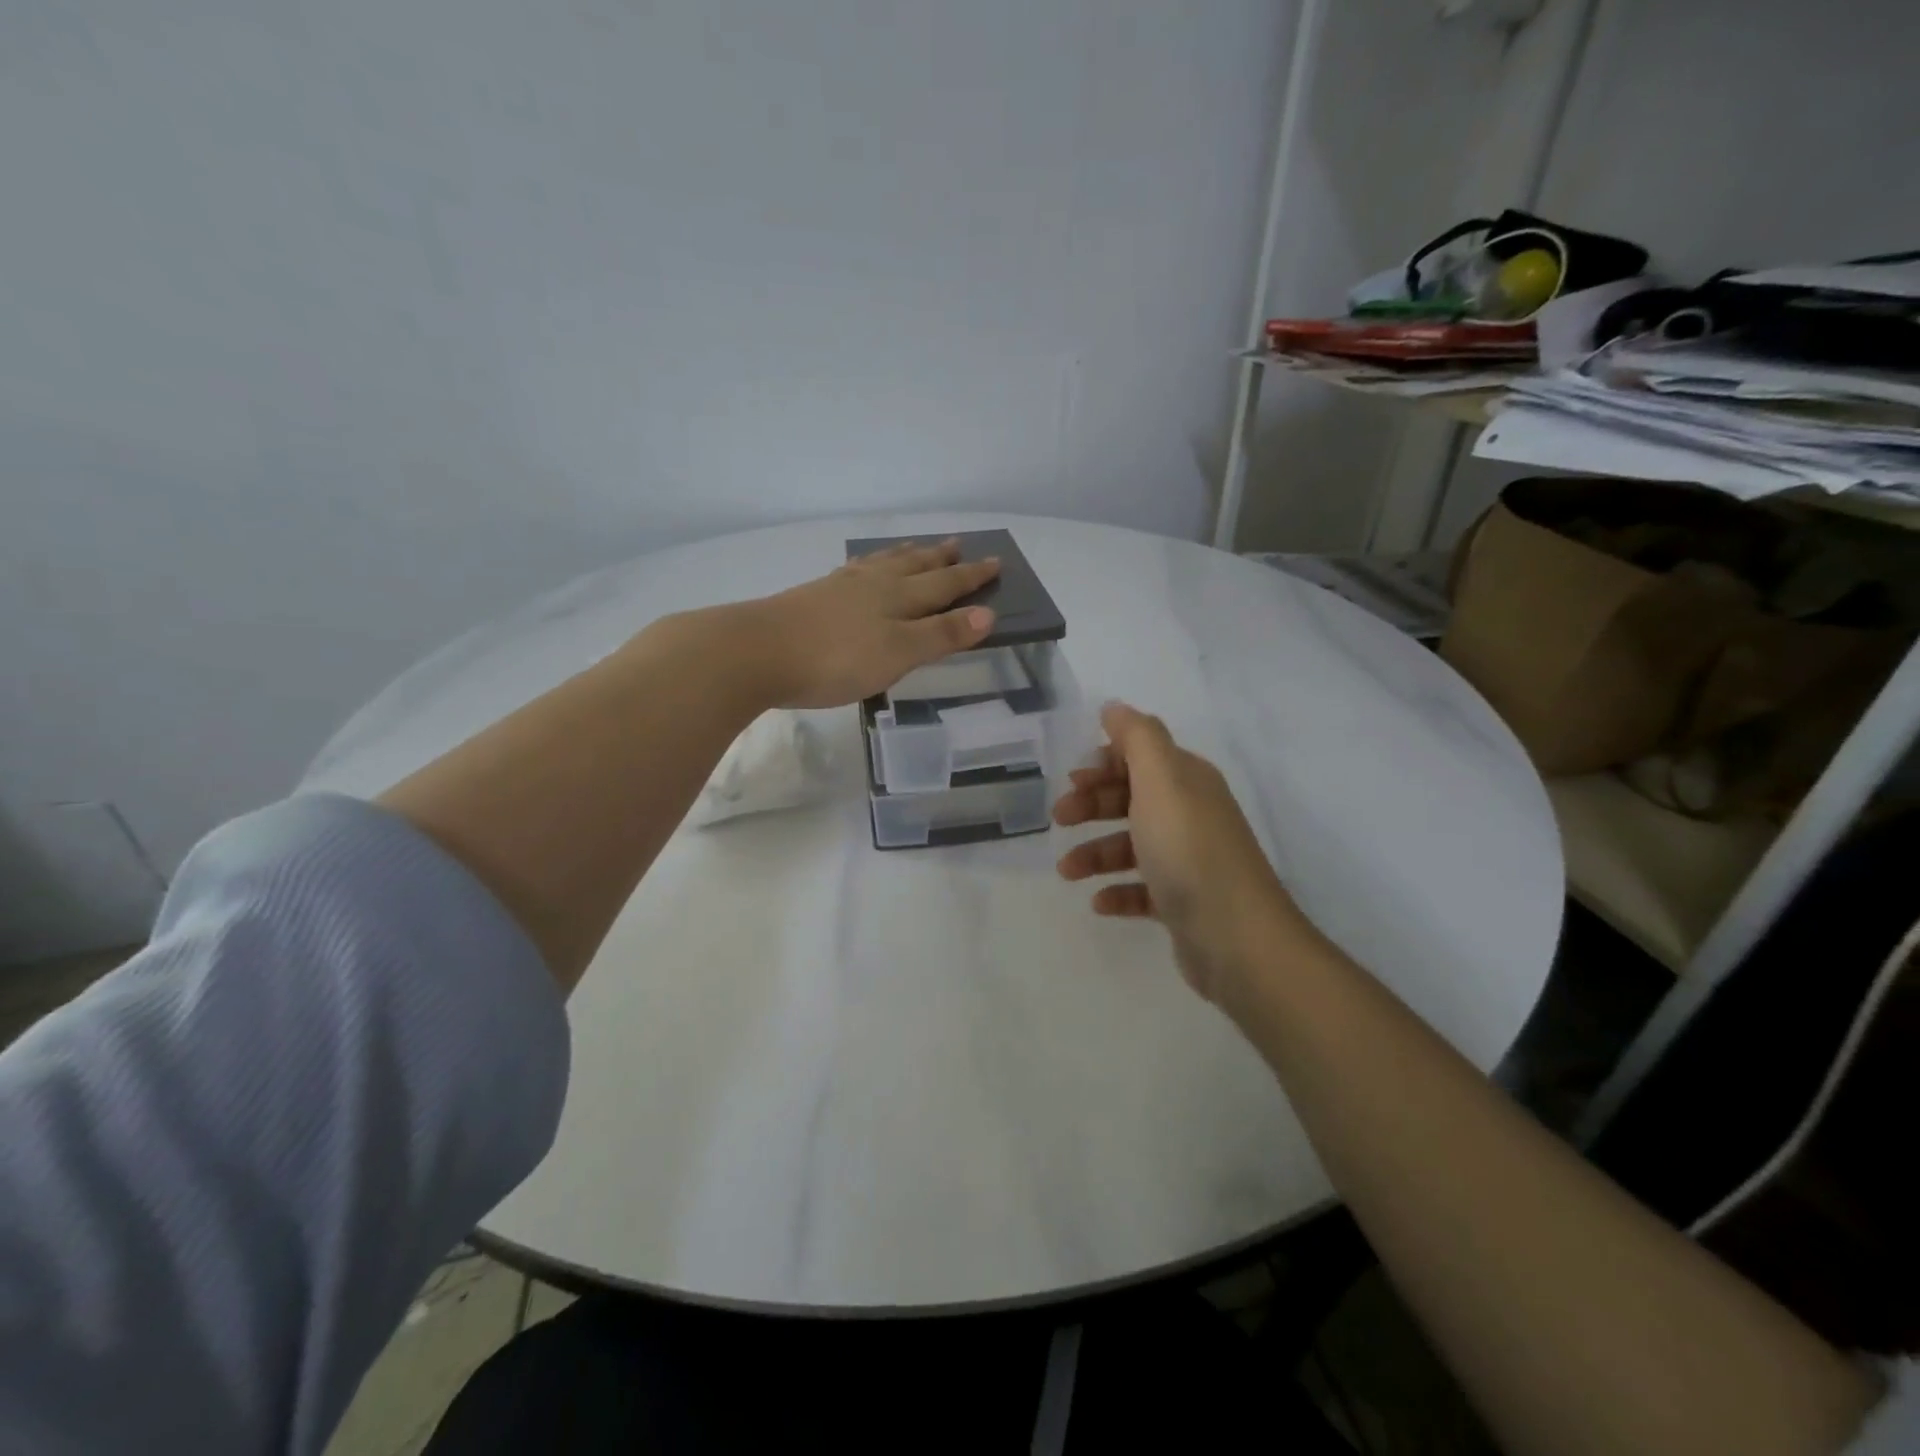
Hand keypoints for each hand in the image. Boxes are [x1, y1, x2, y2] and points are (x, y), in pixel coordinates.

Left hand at [747, 538, 1000, 709]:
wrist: (758, 651)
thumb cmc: (836, 658)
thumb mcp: (898, 653)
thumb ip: (941, 635)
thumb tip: (988, 614)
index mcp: (898, 598)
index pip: (944, 585)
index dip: (970, 578)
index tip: (995, 562)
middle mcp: (873, 585)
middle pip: (914, 567)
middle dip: (940, 560)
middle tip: (958, 545)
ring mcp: (840, 587)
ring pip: (882, 564)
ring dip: (905, 556)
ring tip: (917, 548)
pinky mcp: (813, 596)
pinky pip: (855, 572)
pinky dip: (869, 565)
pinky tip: (862, 569)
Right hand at [1053, 703, 1315, 1005]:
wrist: (1237, 938)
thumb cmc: (1188, 850)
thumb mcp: (1160, 779)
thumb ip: (1137, 737)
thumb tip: (1115, 707)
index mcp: (1187, 781)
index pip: (1142, 756)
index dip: (1105, 763)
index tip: (1071, 780)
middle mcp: (1190, 814)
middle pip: (1132, 798)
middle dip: (1092, 805)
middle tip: (1059, 819)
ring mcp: (1189, 860)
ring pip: (1132, 845)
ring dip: (1095, 853)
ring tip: (1068, 872)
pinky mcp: (1184, 902)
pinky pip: (1142, 890)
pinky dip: (1117, 891)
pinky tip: (1099, 902)